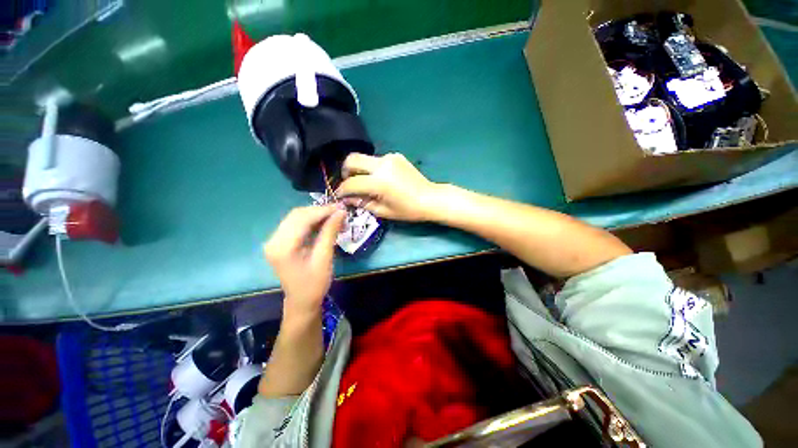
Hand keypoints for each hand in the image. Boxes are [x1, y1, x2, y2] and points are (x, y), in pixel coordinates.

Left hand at [264, 205, 345, 315]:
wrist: (301, 301)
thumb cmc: (314, 284)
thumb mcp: (324, 258)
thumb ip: (330, 232)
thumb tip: (341, 212)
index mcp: (282, 247)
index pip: (302, 219)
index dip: (323, 210)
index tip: (341, 208)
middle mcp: (274, 240)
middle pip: (297, 215)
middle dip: (320, 211)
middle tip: (340, 212)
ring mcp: (275, 240)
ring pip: (297, 217)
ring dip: (317, 215)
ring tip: (335, 217)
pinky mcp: (280, 242)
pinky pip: (296, 224)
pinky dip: (312, 221)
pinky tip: (325, 223)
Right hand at [336, 153, 440, 221]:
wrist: (430, 198)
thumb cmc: (408, 210)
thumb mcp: (384, 211)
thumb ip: (363, 203)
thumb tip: (348, 199)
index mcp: (379, 182)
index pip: (352, 183)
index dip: (342, 190)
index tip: (339, 195)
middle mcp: (382, 165)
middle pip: (352, 159)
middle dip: (345, 171)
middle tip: (348, 183)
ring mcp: (390, 157)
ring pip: (365, 158)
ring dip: (360, 169)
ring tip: (365, 182)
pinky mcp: (396, 156)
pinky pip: (377, 159)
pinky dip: (373, 168)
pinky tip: (381, 178)